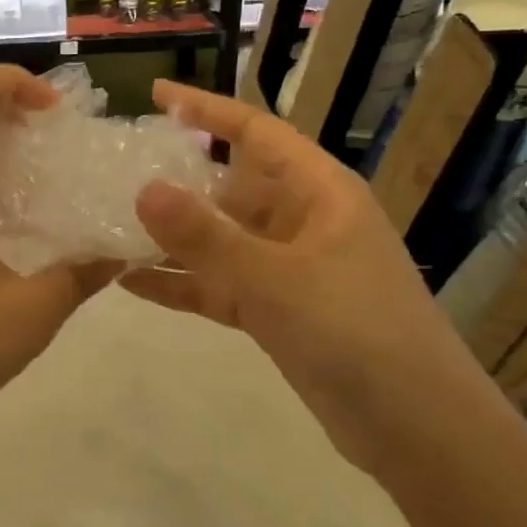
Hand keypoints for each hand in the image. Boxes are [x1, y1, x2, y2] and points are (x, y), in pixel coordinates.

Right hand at [122, 80, 489, 474]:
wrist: (418, 431)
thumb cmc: (357, 333)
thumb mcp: (275, 279)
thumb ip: (206, 236)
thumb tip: (143, 189)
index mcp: (318, 192)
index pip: (255, 132)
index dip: (206, 109)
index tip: (155, 94)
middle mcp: (301, 221)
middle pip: (228, 186)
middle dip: (175, 180)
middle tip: (114, 171)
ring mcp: (287, 268)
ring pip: (218, 239)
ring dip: (171, 237)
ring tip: (109, 226)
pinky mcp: (276, 311)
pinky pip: (218, 284)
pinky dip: (181, 282)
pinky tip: (129, 282)